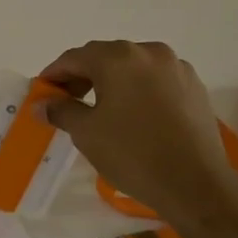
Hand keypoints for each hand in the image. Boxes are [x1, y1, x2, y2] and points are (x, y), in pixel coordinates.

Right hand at [40, 40, 237, 221]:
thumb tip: (43, 104)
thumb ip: (61, 111)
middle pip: (105, 58)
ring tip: (100, 109)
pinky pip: (156, 81)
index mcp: (118, 57)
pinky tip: (133, 115)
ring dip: (112, 82)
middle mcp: (149, 52)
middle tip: (67, 101)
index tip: (42, 92)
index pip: (75, 58)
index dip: (54, 74)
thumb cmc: (133, 153)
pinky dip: (138, 90)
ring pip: (133, 68)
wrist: (196, 185)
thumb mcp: (86, 132)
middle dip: (83, 76)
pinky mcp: (195, 87)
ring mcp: (176, 68)